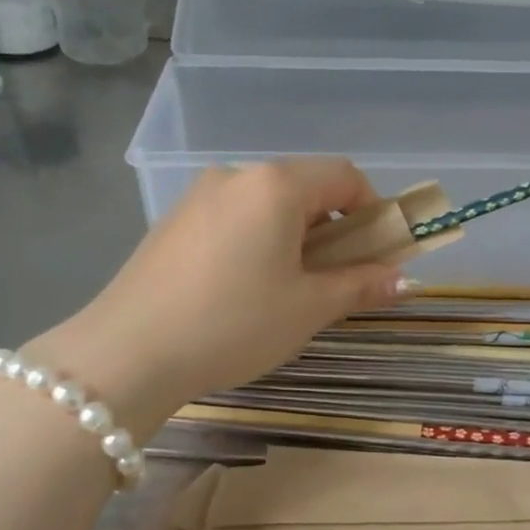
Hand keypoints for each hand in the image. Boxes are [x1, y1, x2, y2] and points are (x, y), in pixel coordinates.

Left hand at [33, 159, 404, 434]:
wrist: (126, 353)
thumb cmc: (233, 323)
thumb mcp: (308, 308)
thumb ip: (361, 285)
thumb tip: (403, 279)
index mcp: (276, 185)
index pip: (344, 176)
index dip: (373, 209)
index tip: (379, 252)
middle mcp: (236, 176)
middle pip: (304, 186)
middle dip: (334, 226)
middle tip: (337, 276)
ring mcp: (198, 196)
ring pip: (267, 203)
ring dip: (295, 234)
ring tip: (289, 287)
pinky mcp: (172, 221)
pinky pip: (233, 217)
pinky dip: (257, 239)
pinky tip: (244, 287)